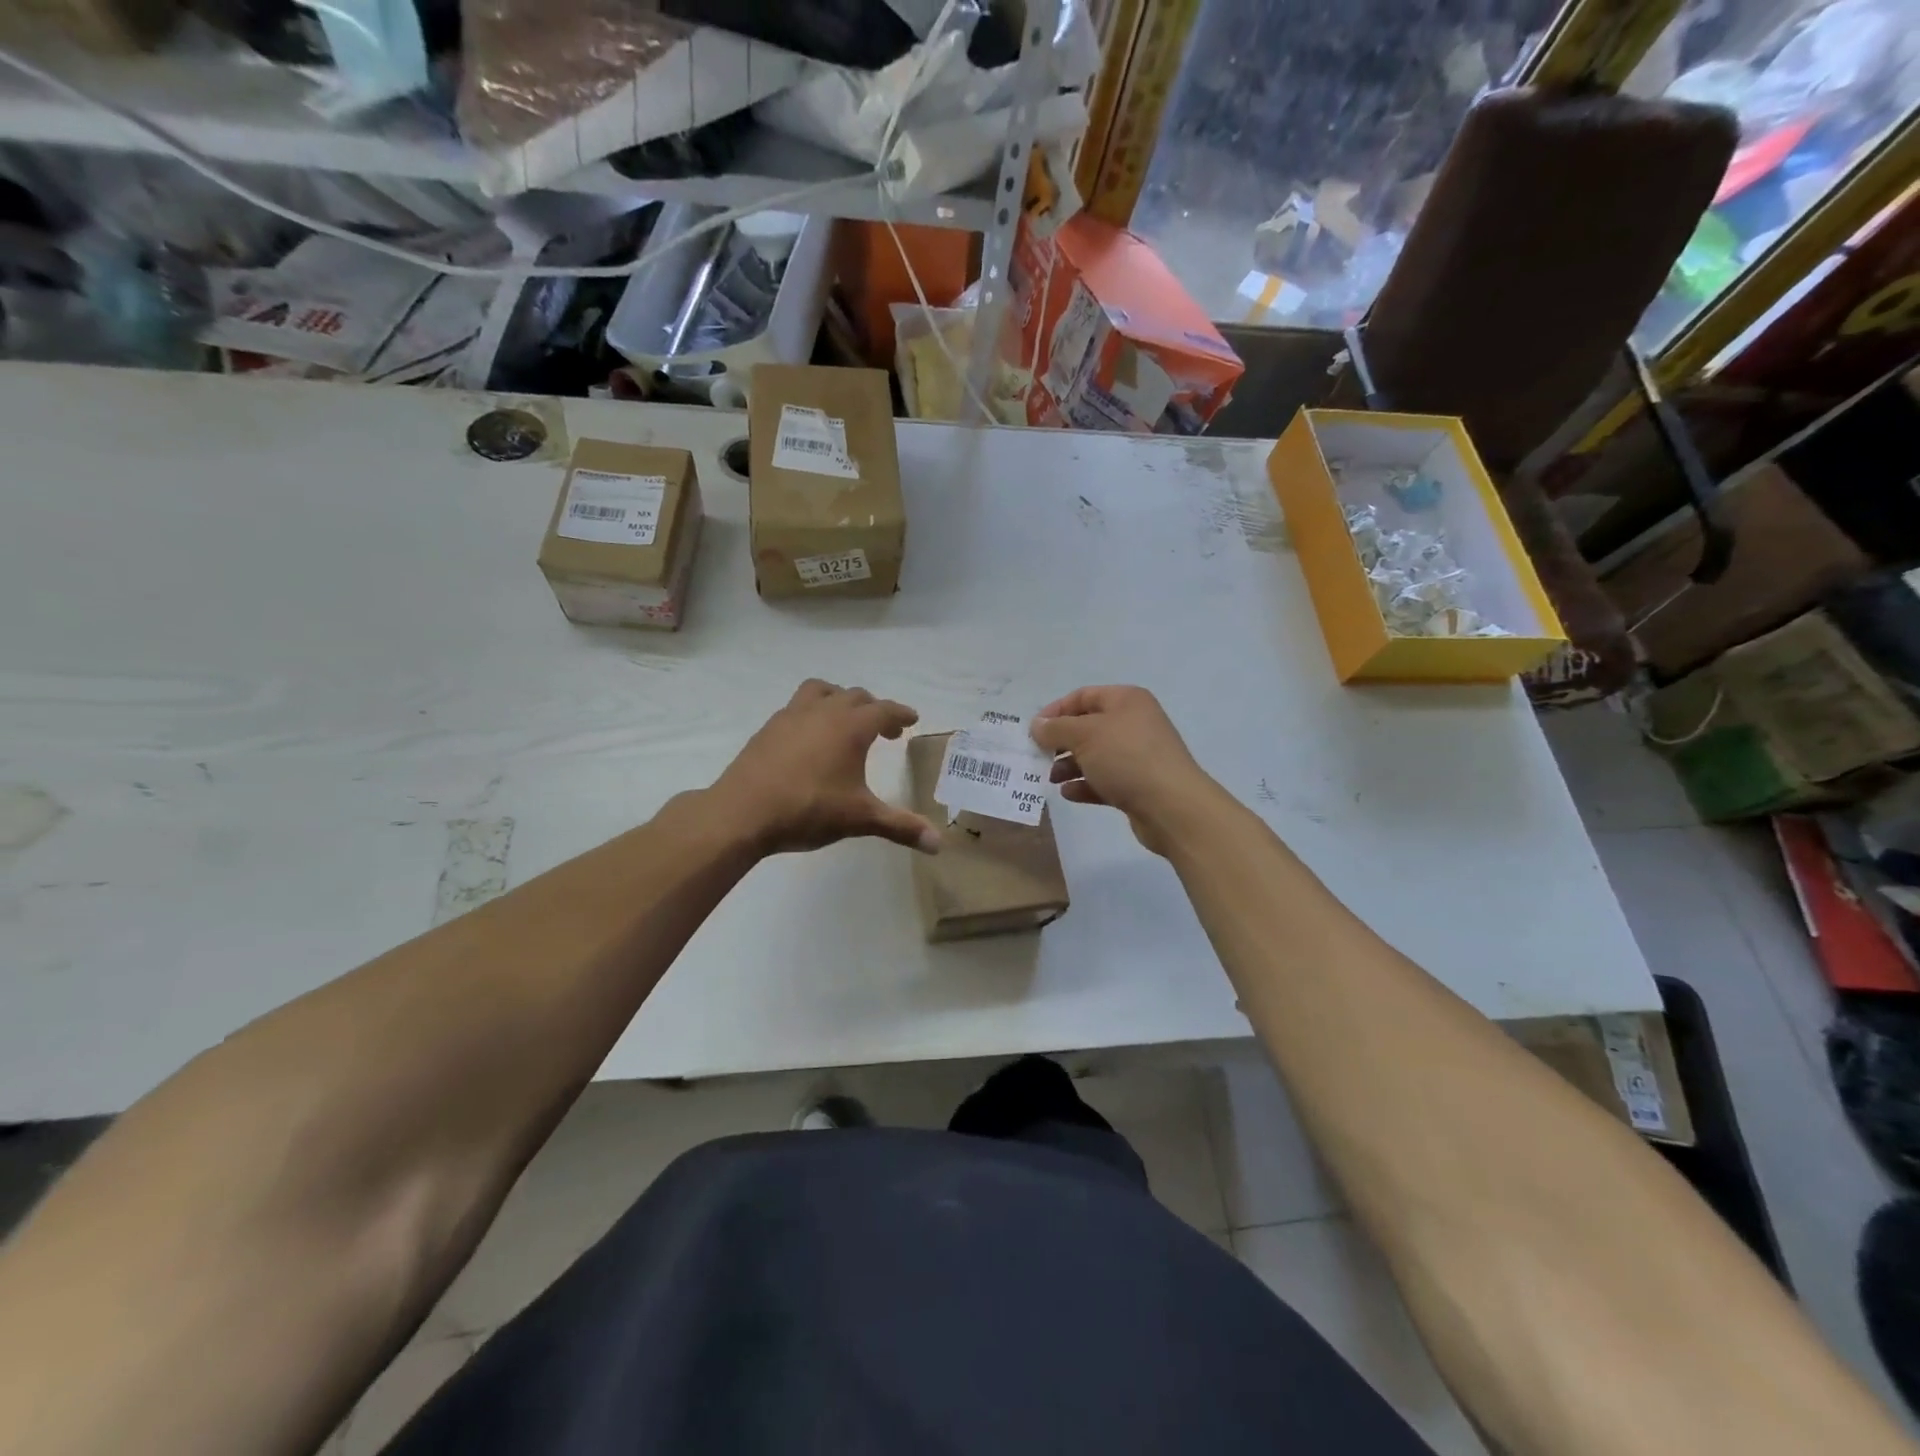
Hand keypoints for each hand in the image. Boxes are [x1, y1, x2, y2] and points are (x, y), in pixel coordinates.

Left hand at [711, 680, 940, 856]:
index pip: (884, 710)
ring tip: (845, 719)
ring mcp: (791, 716)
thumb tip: (938, 844)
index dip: (900, 714)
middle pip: (855, 696)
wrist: (742, 812)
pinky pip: (797, 707)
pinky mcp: (768, 728)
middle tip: (886, 730)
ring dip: (839, 699)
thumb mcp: (860, 818)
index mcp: (850, 727)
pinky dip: (812, 712)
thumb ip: (900, 826)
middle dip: (874, 709)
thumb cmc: (808, 810)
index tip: (911, 719)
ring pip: (821, 691)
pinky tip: (810, 738)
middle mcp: (823, 712)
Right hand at [1031, 686, 1218, 854]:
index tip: (1033, 730)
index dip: (1055, 710)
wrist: (1171, 806)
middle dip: (1060, 742)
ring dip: (1069, 765)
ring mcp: (1137, 756)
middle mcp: (1133, 723)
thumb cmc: (1126, 758)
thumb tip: (1037, 725)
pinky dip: (1084, 784)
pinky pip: (1104, 780)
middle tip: (1038, 756)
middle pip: (1087, 727)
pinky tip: (1068, 794)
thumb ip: (1056, 728)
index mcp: (1126, 701)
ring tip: (1050, 778)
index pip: (1083, 696)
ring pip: (1094, 755)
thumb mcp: (1084, 735)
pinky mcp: (1137, 785)